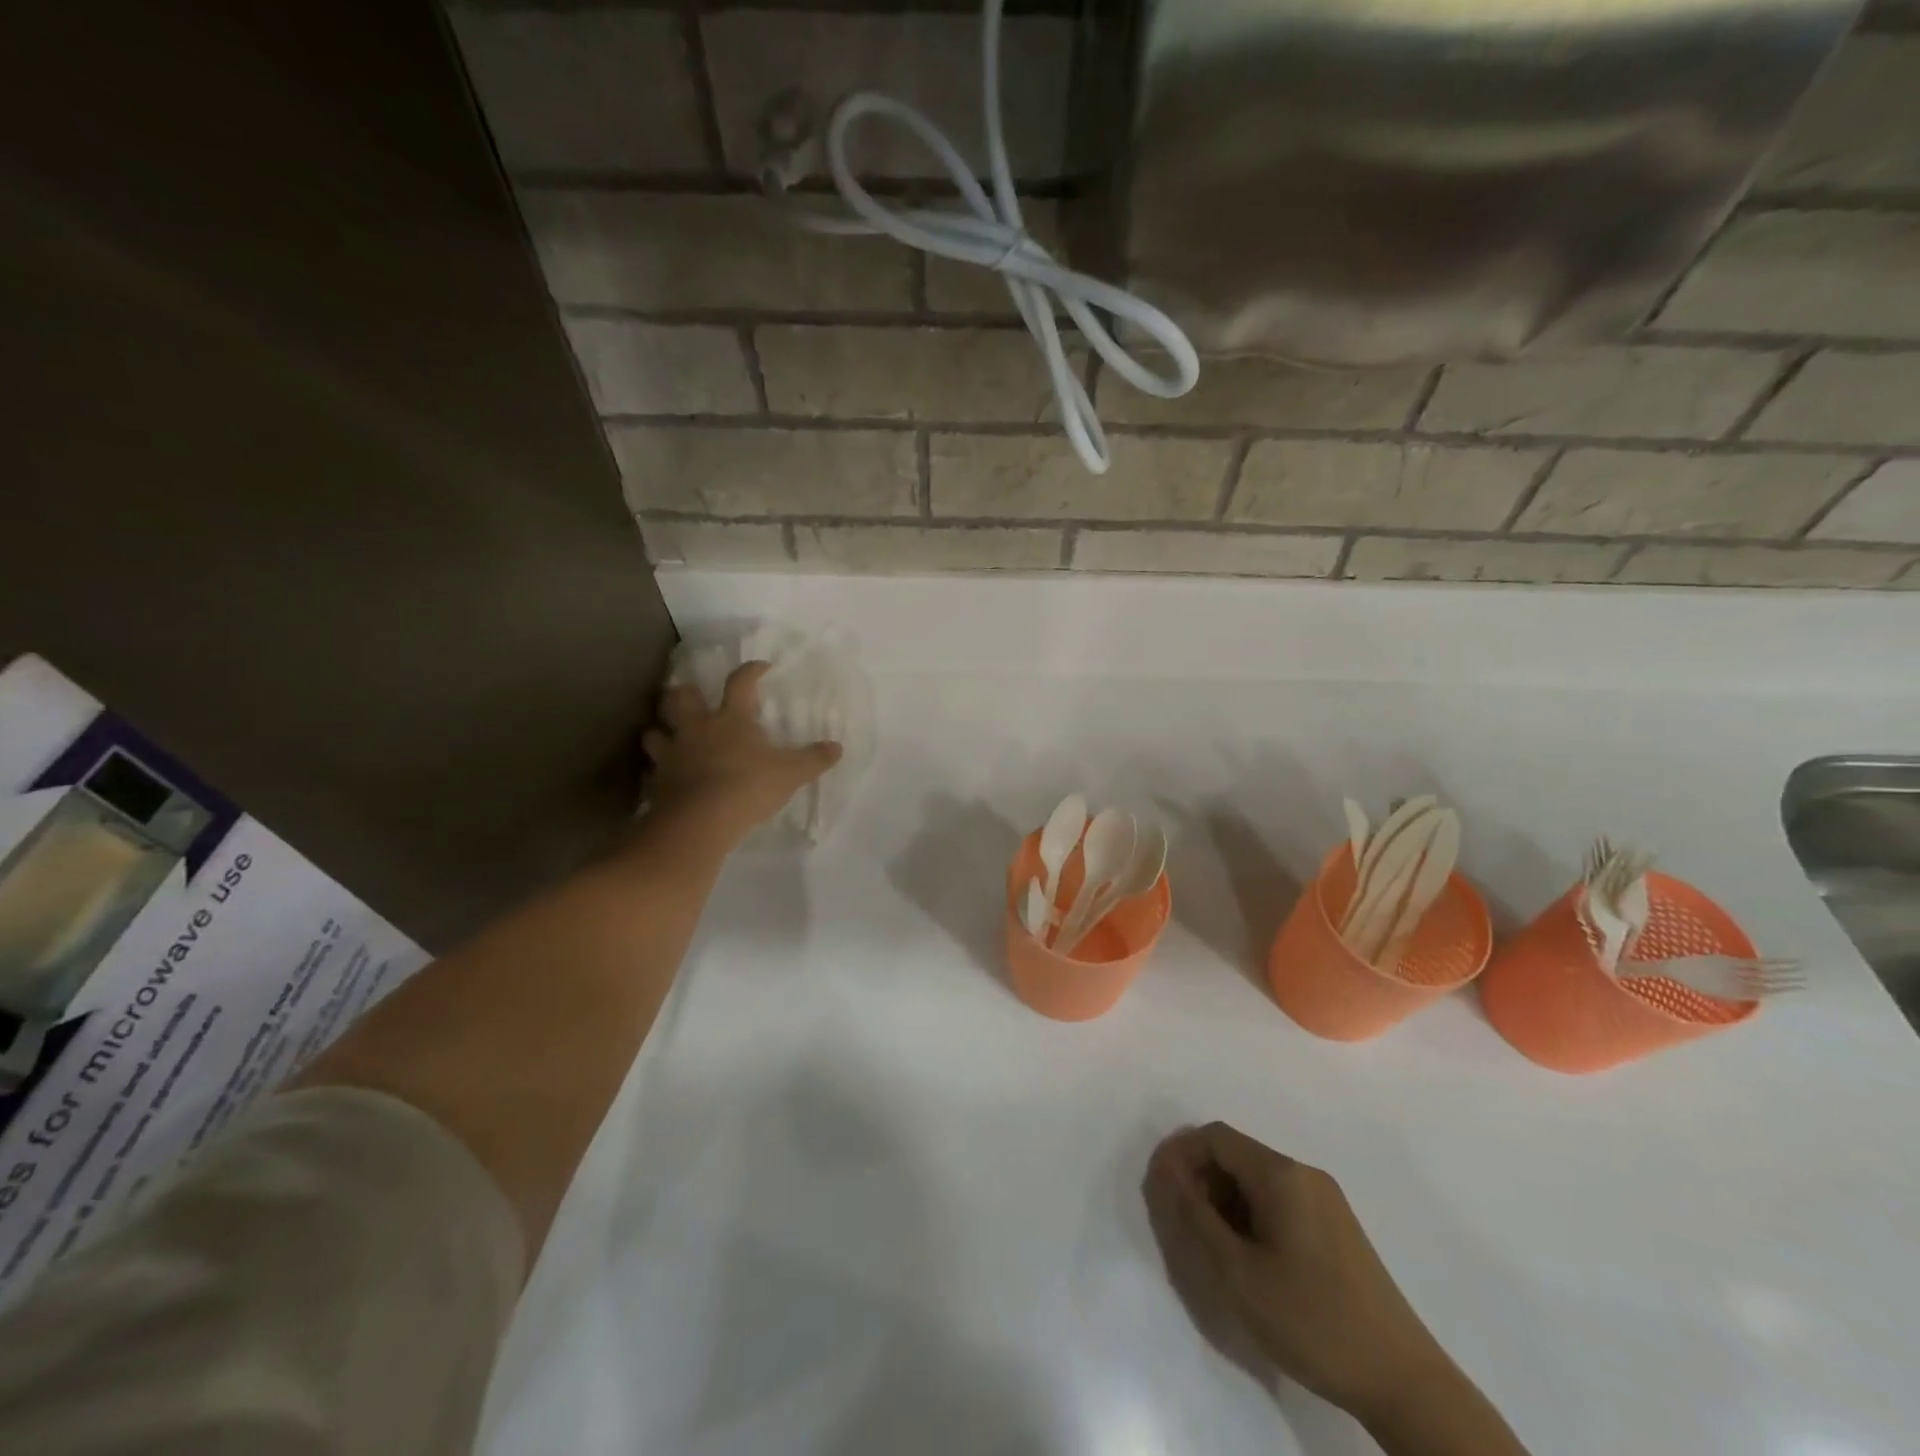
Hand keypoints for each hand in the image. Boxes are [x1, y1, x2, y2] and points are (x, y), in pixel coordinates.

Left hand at [643, 661, 841, 849]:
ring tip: (670, 736)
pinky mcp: (658, 780)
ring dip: (662, 730)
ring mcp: (673, 753)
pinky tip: (666, 776)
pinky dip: (659, 768)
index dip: (751, 671)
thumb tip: (837, 747)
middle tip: (692, 696)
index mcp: (730, 719)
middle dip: (685, 692)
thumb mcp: (791, 773)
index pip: (740, 683)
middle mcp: (697, 728)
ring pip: (656, 731)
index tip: (760, 667)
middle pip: (681, 697)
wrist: (700, 821)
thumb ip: (813, 759)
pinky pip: (653, 768)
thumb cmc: (748, 787)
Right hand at [1142, 1122, 1447, 1421]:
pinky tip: (1249, 1258)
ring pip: (1256, 1180)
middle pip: (1236, 1155)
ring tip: (1212, 1247)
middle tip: (1182, 1225)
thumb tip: (1165, 1171)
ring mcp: (1325, 1199)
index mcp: (1281, 1174)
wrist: (1402, 1381)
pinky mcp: (1336, 1227)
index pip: (1215, 1137)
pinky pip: (1278, 1200)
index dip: (1181, 1154)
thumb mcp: (1239, 1272)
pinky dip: (1250, 1215)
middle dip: (1200, 1179)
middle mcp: (1304, 1173)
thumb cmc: (1312, 1320)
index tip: (1159, 1190)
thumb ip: (1196, 1215)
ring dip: (1224, 1200)